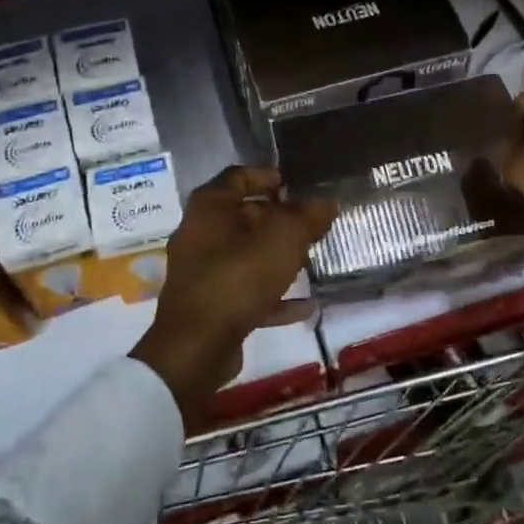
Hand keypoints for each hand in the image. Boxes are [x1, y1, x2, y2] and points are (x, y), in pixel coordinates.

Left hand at [131, 166, 335, 430]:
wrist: (196, 347)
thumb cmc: (238, 278)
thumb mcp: (283, 240)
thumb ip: (307, 217)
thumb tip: (326, 202)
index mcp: (209, 208)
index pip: (237, 176)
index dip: (265, 175)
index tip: (292, 184)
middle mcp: (199, 234)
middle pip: (241, 216)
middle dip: (276, 218)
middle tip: (308, 223)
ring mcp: (201, 273)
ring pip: (244, 255)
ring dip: (275, 256)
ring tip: (309, 258)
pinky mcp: (209, 306)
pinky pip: (245, 292)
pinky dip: (272, 295)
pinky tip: (305, 305)